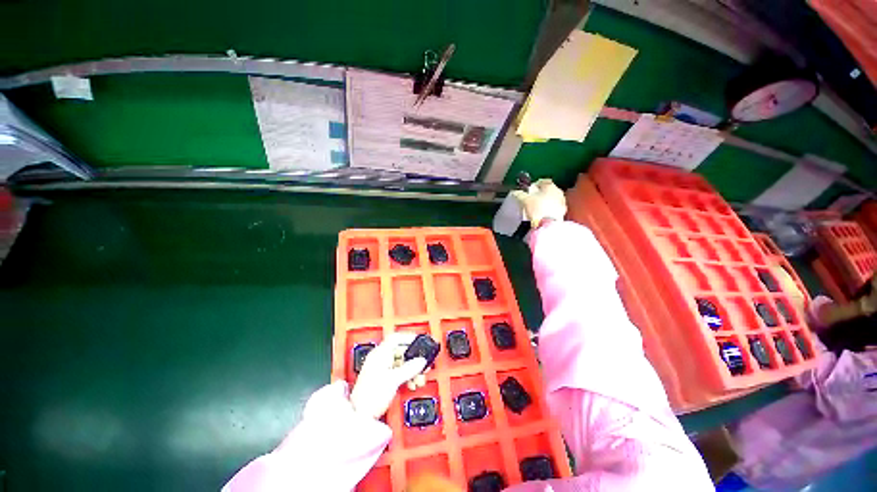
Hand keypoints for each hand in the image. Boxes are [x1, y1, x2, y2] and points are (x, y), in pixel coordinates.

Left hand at [350, 333, 426, 419]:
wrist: (359, 415)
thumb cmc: (369, 396)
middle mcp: (379, 358)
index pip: (396, 338)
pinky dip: (407, 376)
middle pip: (401, 351)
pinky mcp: (382, 378)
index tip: (418, 342)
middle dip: (413, 359)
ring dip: (412, 369)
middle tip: (422, 364)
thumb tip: (421, 361)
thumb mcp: (394, 379)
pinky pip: (398, 371)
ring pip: (401, 362)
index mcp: (380, 353)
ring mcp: (380, 368)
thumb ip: (409, 368)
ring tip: (418, 378)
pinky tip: (411, 383)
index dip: (408, 338)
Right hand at [510, 178, 566, 227]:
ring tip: (537, 207)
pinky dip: (549, 209)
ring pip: (553, 199)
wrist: (548, 223)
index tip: (531, 189)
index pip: (543, 181)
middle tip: (533, 198)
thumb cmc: (537, 209)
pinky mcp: (562, 212)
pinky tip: (543, 214)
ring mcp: (562, 202)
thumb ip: (519, 194)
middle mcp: (558, 192)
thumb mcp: (524, 200)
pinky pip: (555, 208)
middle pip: (549, 190)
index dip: (536, 184)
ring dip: (546, 201)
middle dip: (541, 193)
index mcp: (550, 186)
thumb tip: (515, 192)